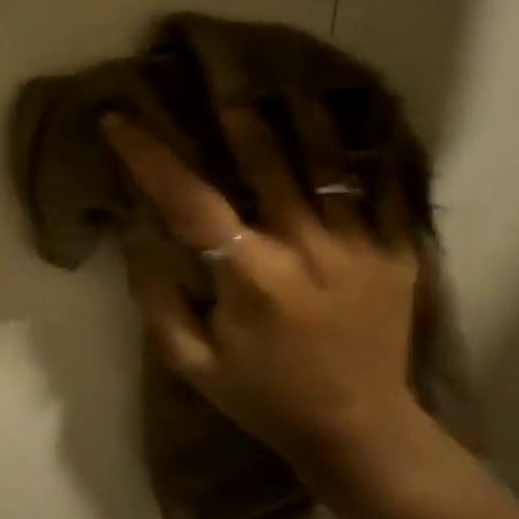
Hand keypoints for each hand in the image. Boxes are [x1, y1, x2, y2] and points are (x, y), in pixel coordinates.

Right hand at [100, 108, 421, 495]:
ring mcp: (363, 247)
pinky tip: (346, 124)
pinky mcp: (400, 252)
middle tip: (215, 86)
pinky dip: (362, 151)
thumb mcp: (190, 363)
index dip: (150, 157)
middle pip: (269, 163)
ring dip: (299, 119)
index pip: (190, 202)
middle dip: (235, 119)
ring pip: (329, 163)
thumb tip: (138, 235)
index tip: (118, 121)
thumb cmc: (263, 396)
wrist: (362, 431)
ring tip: (281, 86)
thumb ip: (157, 298)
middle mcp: (309, 251)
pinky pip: (384, 186)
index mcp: (252, 280)